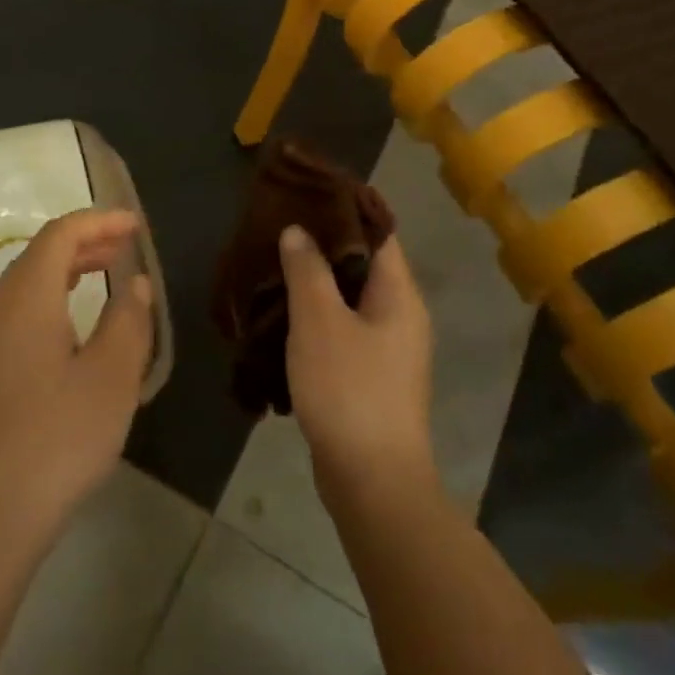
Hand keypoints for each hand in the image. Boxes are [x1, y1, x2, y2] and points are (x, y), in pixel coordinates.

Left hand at [0, 208, 155, 542]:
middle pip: (39, 257)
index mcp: (26, 297)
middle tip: (124, 248)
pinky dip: (49, 304)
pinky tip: (70, 335)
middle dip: (84, 245)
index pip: (60, 235)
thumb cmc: (55, 438)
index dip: (99, 222)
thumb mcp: (110, 378)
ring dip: (65, 275)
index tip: (134, 224)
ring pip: (25, 288)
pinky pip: (15, 317)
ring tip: (103, 279)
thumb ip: (127, 321)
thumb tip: (133, 283)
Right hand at [280, 226, 435, 507]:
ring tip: (274, 264)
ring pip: (349, 299)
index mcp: (399, 294)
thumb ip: (308, 269)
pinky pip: (342, 330)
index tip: (306, 193)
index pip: (378, 232)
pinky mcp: (369, 377)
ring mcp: (387, 350)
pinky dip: (315, 316)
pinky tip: (282, 314)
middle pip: (362, 264)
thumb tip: (298, 231)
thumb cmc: (349, 389)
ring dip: (315, 282)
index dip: (345, 208)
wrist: (372, 481)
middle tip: (280, 227)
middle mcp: (400, 316)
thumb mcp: (319, 321)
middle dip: (322, 244)